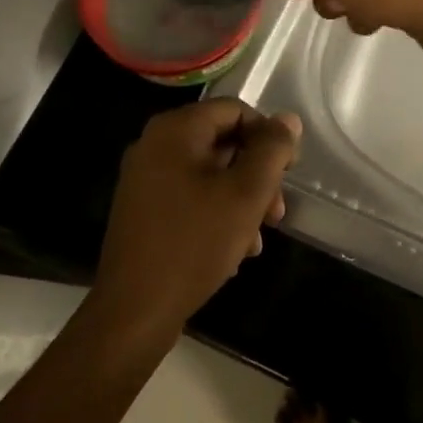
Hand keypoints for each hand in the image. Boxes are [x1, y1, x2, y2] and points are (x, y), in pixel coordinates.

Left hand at [90, 100, 300, 346]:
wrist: (134, 311)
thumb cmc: (195, 243)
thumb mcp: (246, 193)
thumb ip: (272, 150)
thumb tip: (288, 119)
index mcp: (175, 130)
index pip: (235, 111)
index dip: (268, 136)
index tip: (288, 173)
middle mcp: (154, 145)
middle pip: (222, 143)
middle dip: (256, 176)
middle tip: (276, 213)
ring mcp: (144, 179)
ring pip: (209, 175)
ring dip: (241, 201)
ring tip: (257, 239)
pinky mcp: (142, 210)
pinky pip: (190, 197)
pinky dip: (216, 215)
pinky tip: (233, 251)